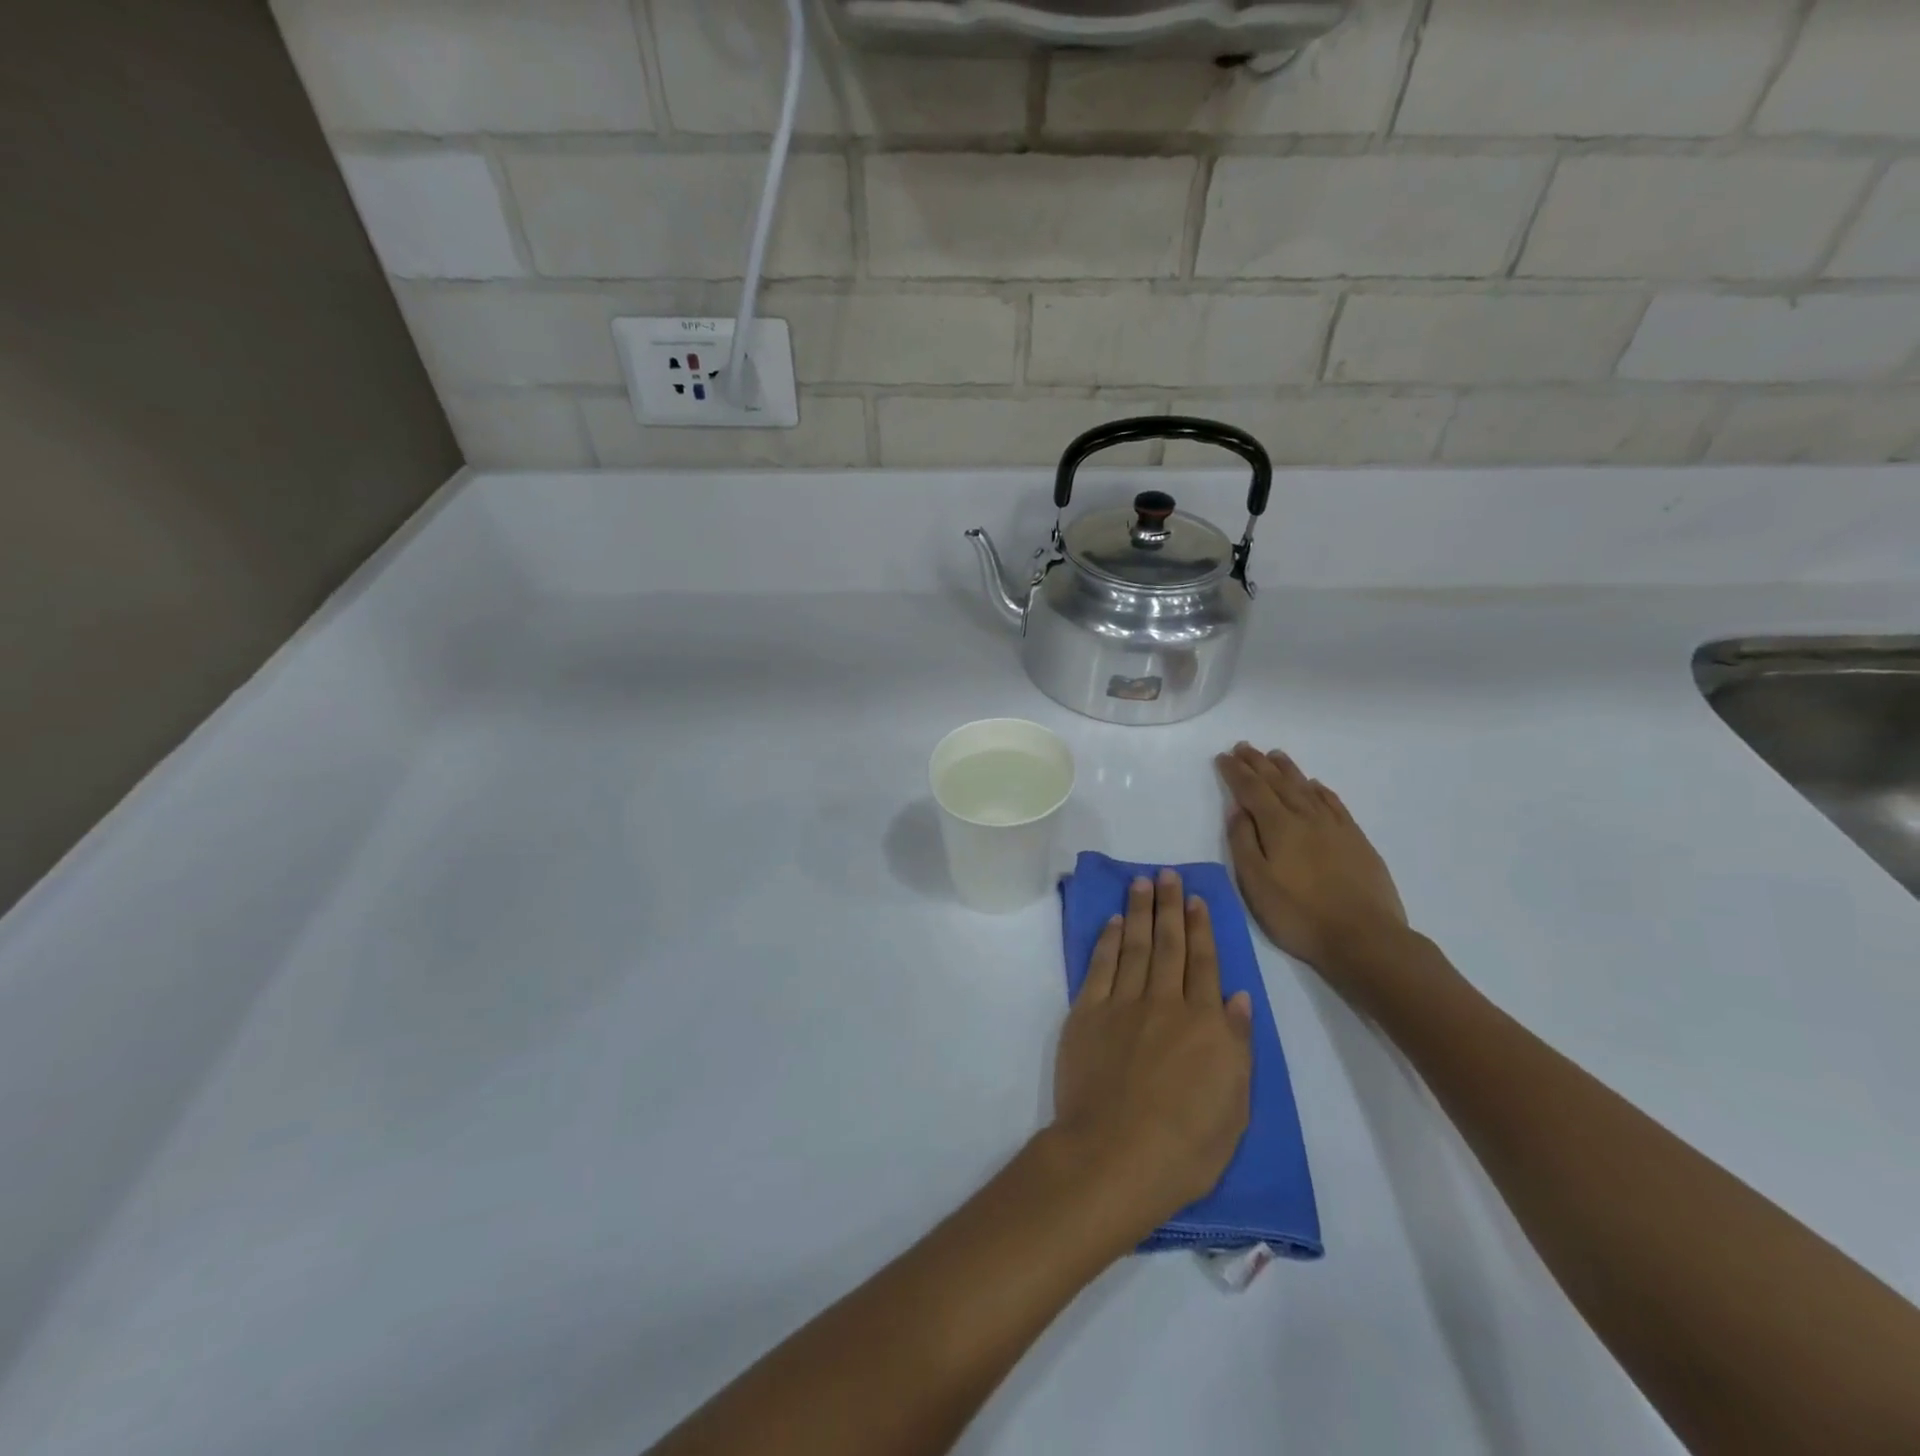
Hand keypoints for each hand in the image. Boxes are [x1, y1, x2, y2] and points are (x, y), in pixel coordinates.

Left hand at [1050, 869, 1253, 1241]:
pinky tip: (1113, 923)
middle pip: (1169, 944)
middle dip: (1169, 906)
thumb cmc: (1187, 1145)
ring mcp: (1122, 1004)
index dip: (1201, 928)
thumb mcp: (1234, 1105)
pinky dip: (1107, 941)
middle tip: (1167, 874)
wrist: (1116, 1154)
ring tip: (1141, 883)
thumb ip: (1237, 1044)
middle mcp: (1164, 1002)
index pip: (1204, 964)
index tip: (1196, 899)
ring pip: (1135, 946)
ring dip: (1139, 912)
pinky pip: (1100, 967)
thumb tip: (1237, 997)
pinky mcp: (1087, 1013)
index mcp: (1204, 1024)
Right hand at [1215, 743, 1410, 983]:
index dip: (1235, 772)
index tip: (1223, 756)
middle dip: (1258, 763)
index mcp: (1278, 826)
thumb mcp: (1256, 884)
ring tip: (1274, 755)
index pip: (1251, 789)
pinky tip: (1315, 785)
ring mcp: (1335, 827)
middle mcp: (1306, 817)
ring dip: (1287, 769)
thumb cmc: (1299, 915)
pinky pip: (1334, 803)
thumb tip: (1238, 809)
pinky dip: (1319, 790)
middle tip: (1243, 746)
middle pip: (1278, 782)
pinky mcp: (1356, 840)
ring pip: (1306, 788)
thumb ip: (1243, 842)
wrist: (1366, 938)